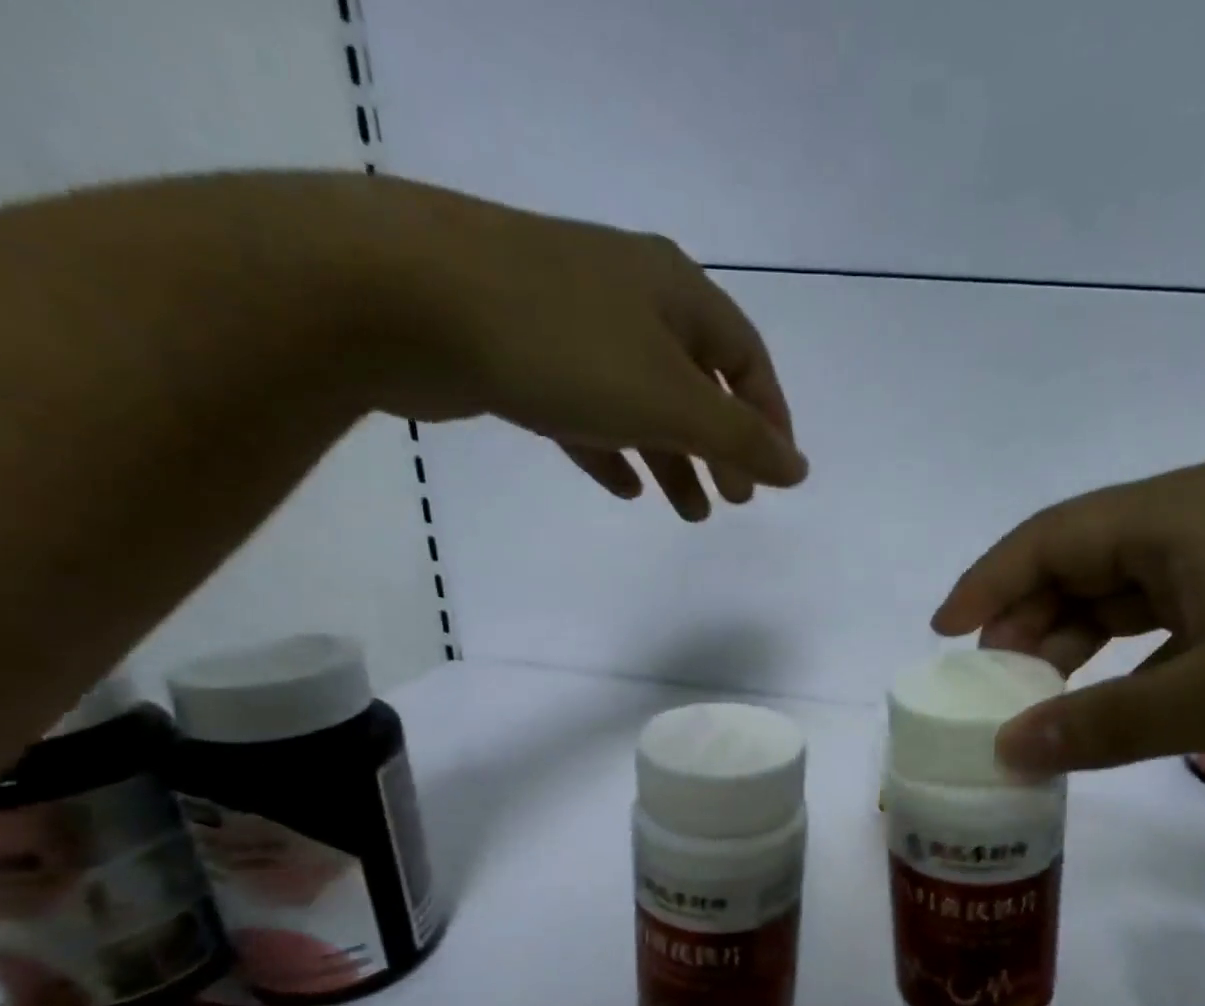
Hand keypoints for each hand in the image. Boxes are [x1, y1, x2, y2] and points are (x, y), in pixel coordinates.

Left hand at [356, 177, 805, 519]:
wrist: (404, 298)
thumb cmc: (564, 346)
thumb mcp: (671, 400)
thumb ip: (740, 440)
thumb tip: (800, 470)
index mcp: (676, 293)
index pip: (746, 360)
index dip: (769, 419)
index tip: (777, 475)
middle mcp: (630, 297)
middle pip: (696, 383)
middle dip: (719, 447)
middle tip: (734, 501)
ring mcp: (571, 322)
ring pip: (641, 401)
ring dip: (670, 458)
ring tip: (688, 512)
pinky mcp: (520, 352)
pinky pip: (586, 409)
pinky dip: (612, 448)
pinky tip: (625, 487)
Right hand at [931, 463, 1204, 773]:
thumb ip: (1103, 724)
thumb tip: (1009, 752)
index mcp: (1171, 516)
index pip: (1046, 539)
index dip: (985, 584)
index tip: (942, 636)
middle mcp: (1194, 521)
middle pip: (1079, 565)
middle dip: (1027, 624)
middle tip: (992, 687)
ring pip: (1124, 595)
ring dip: (1077, 645)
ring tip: (1042, 701)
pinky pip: (1169, 619)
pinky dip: (1131, 659)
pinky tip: (1120, 702)